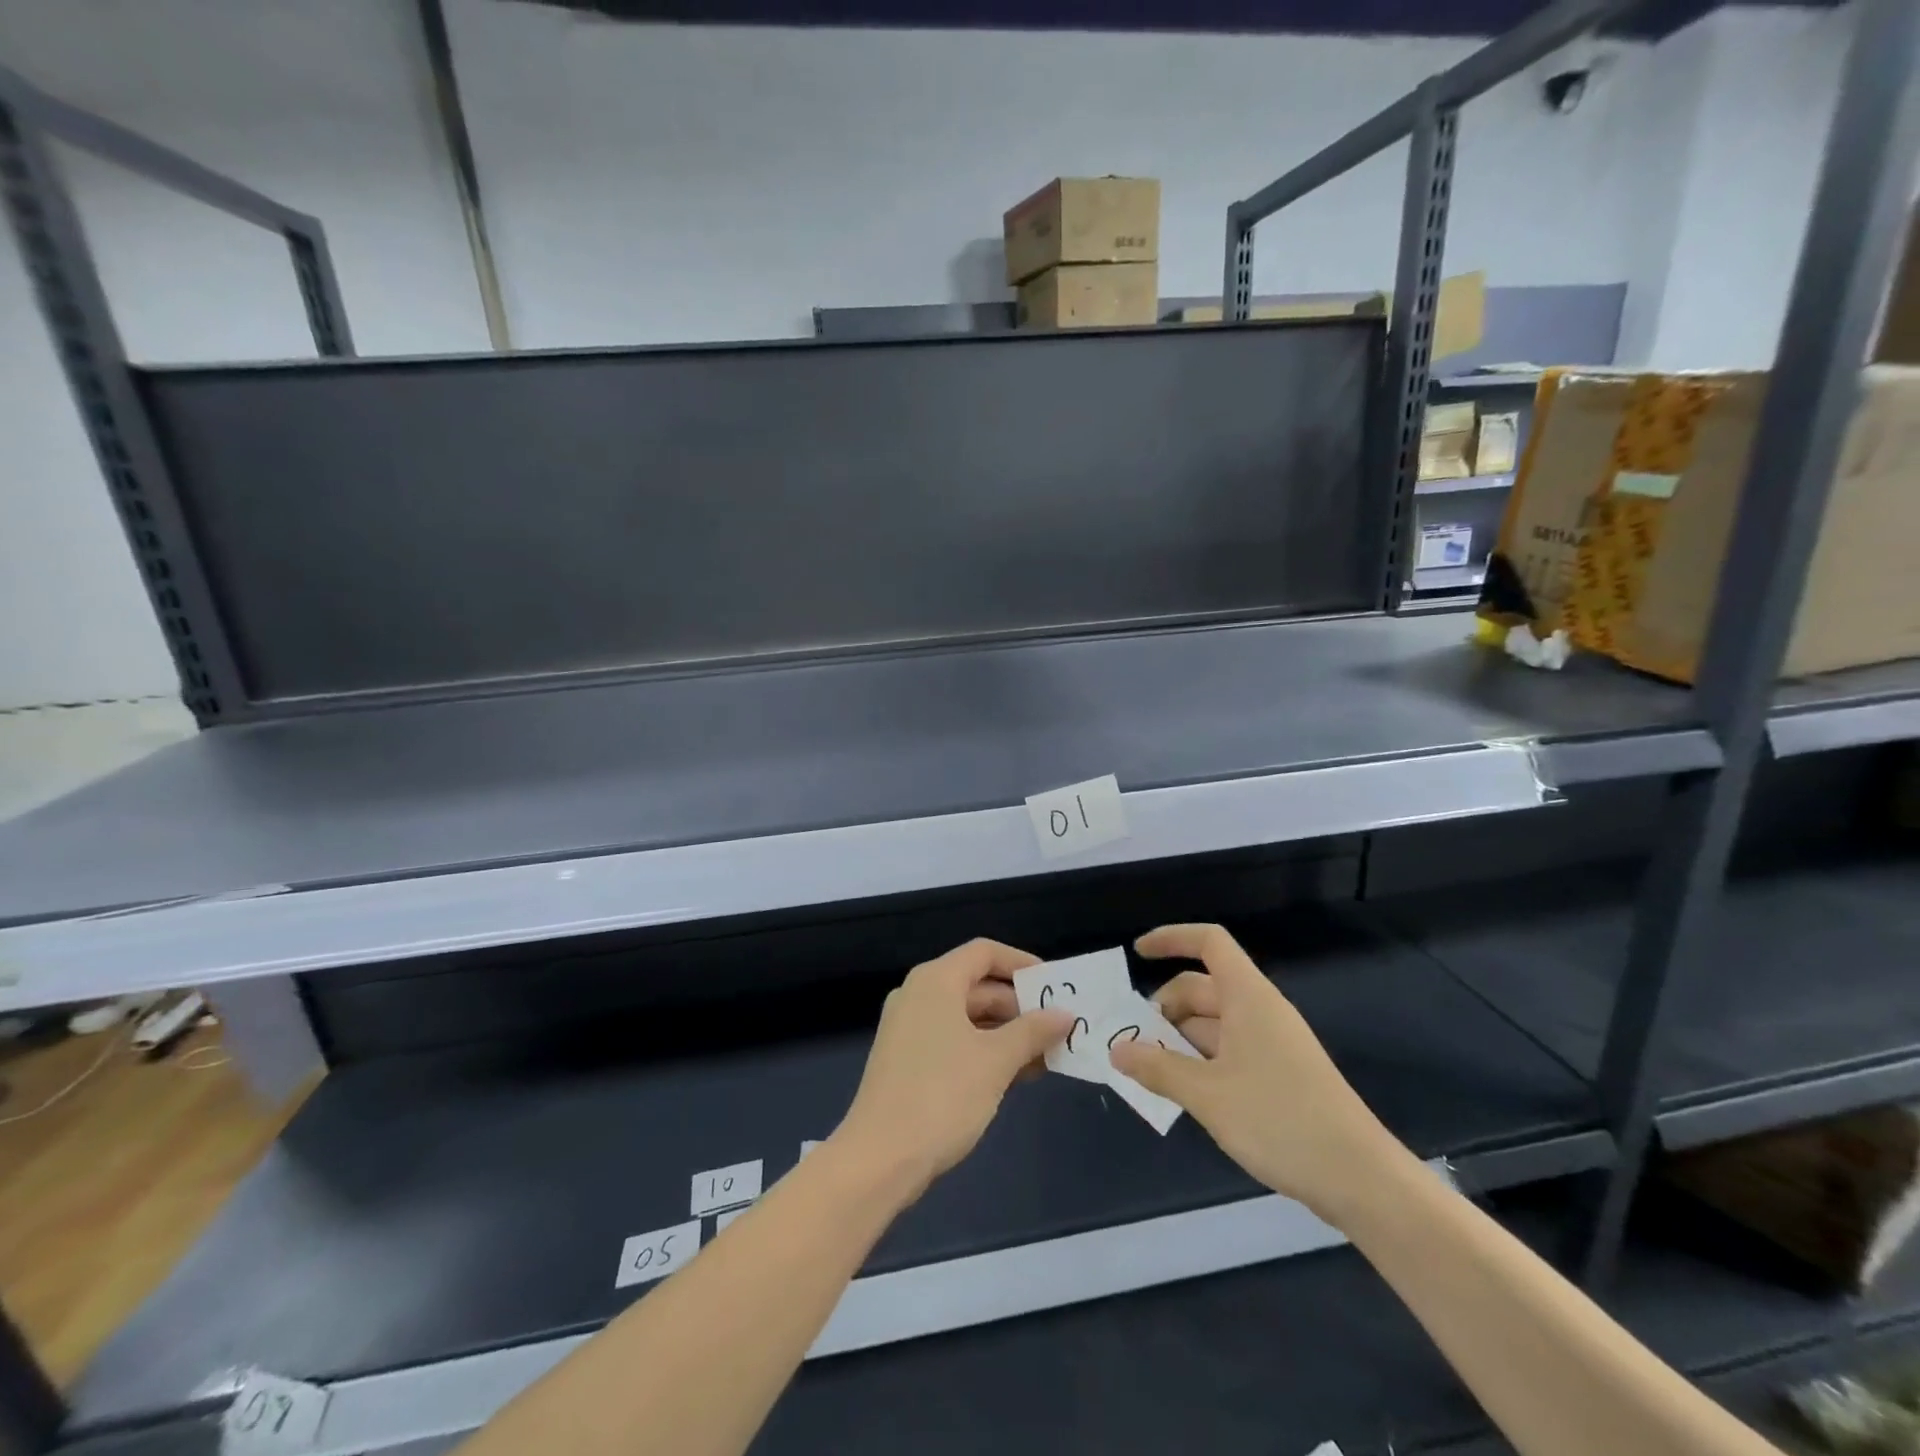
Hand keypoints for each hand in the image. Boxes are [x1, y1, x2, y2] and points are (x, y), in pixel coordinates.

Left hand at [835, 939, 1072, 1200]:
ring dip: (1007, 1033)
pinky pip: (954, 1041)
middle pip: (977, 985)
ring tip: (1047, 1056)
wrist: (879, 1159)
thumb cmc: (942, 1096)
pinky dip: (984, 1051)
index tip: (1054, 985)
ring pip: (967, 1017)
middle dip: (1020, 1006)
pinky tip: (1016, 1076)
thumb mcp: (996, 1061)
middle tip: (1058, 1029)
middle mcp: (919, 995)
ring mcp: (909, 1029)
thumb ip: (1033, 1031)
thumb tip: (1064, 1014)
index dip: (1021, 963)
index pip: (984, 952)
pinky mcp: (906, 1060)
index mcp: (936, 981)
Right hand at [1108, 924, 1406, 1223]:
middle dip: (1164, 1008)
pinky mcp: (1280, 1075)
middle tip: (1132, 1041)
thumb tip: (1116, 1050)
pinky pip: (1228, 1051)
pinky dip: (1199, 1061)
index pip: (1209, 943)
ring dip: (1178, 1039)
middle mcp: (1260, 1011)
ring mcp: (1272, 1044)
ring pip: (1213, 1024)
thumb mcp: (1207, 1095)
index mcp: (1248, 997)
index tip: (1138, 953)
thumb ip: (1158, 1068)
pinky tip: (1182, 1092)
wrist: (1360, 1179)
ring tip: (1148, 1071)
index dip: (1172, 938)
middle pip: (1203, 988)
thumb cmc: (1280, 1120)